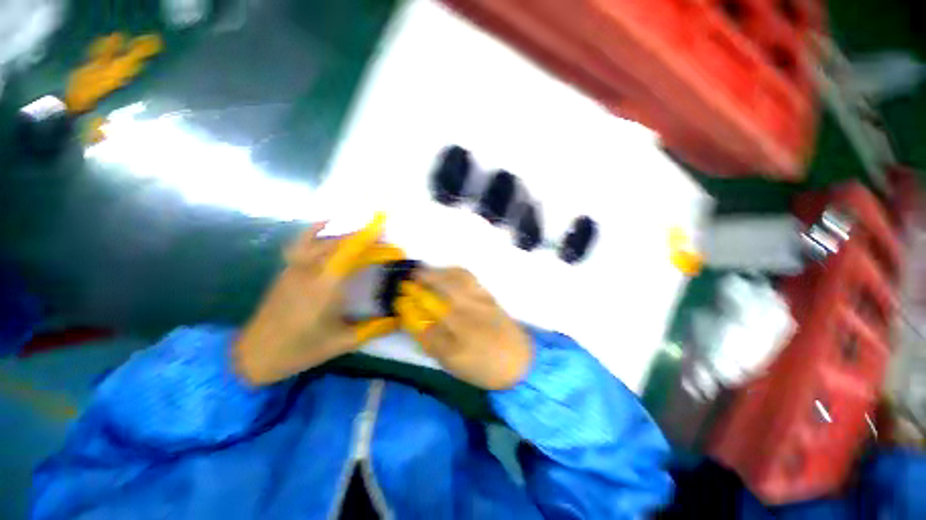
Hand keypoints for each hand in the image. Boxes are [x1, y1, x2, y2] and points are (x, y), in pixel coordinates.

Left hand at [235, 216, 401, 385]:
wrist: (255, 355)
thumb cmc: (301, 350)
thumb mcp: (343, 343)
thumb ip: (374, 329)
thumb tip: (399, 318)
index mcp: (324, 289)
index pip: (349, 253)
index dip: (367, 237)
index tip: (382, 225)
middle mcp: (308, 272)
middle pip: (338, 243)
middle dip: (363, 237)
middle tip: (384, 240)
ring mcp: (294, 269)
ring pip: (321, 240)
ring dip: (345, 233)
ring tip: (363, 233)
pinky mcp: (286, 270)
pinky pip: (302, 243)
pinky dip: (316, 230)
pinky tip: (326, 224)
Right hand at [396, 268, 532, 389]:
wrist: (519, 362)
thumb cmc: (483, 365)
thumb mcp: (452, 362)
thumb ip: (432, 341)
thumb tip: (415, 323)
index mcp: (456, 321)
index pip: (427, 303)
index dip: (411, 298)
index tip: (400, 296)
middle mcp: (467, 303)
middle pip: (442, 282)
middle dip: (424, 277)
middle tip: (412, 277)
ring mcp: (480, 296)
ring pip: (458, 275)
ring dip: (440, 270)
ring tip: (429, 273)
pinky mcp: (489, 295)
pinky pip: (470, 277)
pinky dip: (456, 272)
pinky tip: (451, 275)